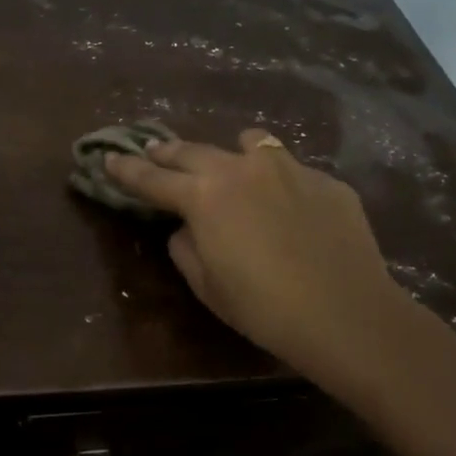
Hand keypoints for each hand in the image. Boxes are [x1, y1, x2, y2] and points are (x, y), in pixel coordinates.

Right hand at [104, 128, 407, 376]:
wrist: (346, 313)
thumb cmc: (263, 307)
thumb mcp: (207, 285)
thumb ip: (185, 248)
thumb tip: (186, 228)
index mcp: (205, 196)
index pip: (153, 178)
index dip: (126, 170)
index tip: (109, 158)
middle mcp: (243, 169)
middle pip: (194, 151)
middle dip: (168, 153)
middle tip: (154, 152)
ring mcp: (290, 169)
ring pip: (251, 143)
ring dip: (231, 153)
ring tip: (232, 168)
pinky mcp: (326, 181)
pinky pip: (291, 170)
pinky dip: (278, 181)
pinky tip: (290, 210)